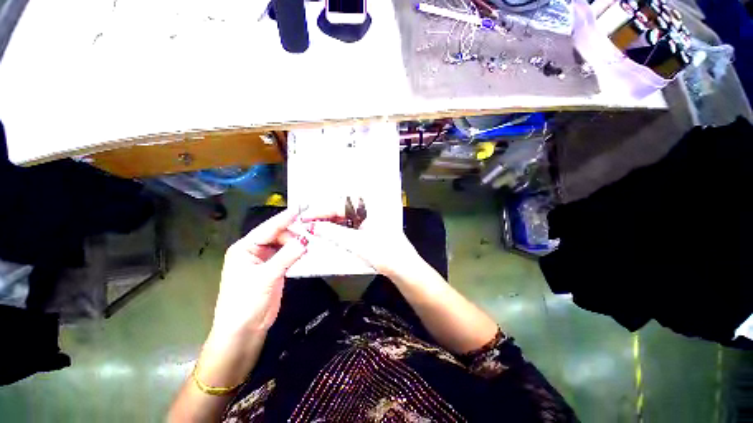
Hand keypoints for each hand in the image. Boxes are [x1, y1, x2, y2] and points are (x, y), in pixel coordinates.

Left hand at [211, 209, 307, 341]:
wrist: (244, 330)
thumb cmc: (245, 303)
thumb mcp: (265, 277)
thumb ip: (286, 257)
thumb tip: (305, 240)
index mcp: (245, 248)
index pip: (268, 228)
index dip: (285, 218)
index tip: (301, 209)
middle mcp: (255, 251)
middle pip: (278, 235)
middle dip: (294, 232)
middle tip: (313, 230)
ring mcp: (266, 260)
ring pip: (284, 244)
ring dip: (297, 242)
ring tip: (313, 239)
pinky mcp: (275, 269)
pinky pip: (288, 255)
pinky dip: (297, 252)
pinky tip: (308, 249)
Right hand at [301, 208, 422, 278]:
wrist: (403, 268)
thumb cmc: (384, 253)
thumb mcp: (356, 242)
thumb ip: (333, 233)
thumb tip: (313, 226)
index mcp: (370, 207)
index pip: (339, 205)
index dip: (320, 211)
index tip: (305, 217)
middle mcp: (370, 209)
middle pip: (342, 210)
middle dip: (324, 216)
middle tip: (307, 224)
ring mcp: (371, 219)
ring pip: (346, 218)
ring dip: (331, 223)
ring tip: (315, 230)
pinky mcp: (371, 229)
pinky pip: (351, 225)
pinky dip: (340, 230)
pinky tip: (330, 235)